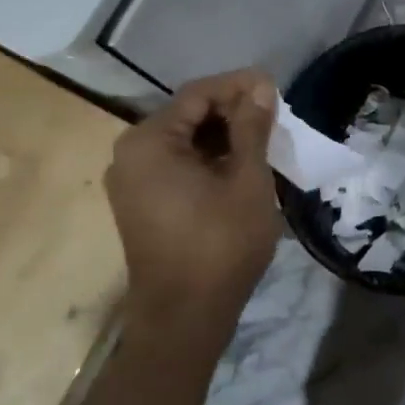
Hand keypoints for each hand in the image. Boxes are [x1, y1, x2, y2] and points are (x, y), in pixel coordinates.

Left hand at [105, 70, 282, 335]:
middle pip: (187, 114)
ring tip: (263, 141)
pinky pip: (175, 164)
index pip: (198, 94)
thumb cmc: (219, 244)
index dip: (238, 86)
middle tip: (273, 117)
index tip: (275, 87)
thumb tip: (260, 85)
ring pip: (182, 140)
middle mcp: (130, 153)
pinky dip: (206, 159)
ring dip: (222, 136)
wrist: (184, 319)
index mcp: (149, 141)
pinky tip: (239, 166)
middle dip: (231, 111)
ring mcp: (131, 180)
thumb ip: (251, 127)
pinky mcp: (140, 202)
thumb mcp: (246, 180)